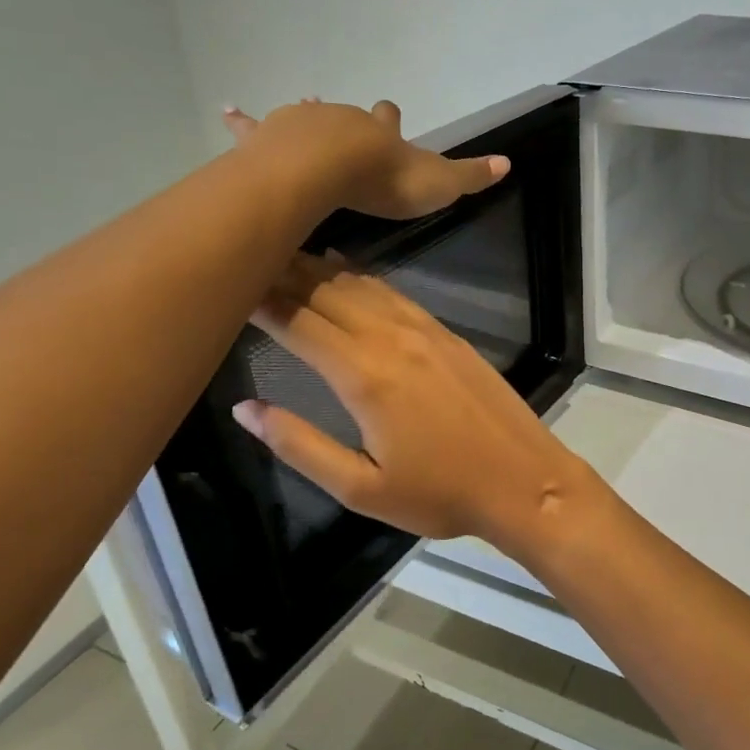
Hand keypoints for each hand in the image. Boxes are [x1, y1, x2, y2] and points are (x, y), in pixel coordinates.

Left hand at [224, 99, 507, 220]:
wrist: (328, 169)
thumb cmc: (384, 179)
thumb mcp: (437, 183)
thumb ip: (470, 176)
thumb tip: (509, 163)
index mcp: (380, 132)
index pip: (388, 119)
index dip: (390, 119)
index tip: (390, 114)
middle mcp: (343, 120)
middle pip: (347, 115)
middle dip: (348, 120)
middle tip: (344, 126)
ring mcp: (304, 124)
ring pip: (305, 116)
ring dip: (305, 117)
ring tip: (300, 112)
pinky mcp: (270, 137)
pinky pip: (252, 127)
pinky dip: (241, 120)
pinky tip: (227, 111)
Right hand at [231, 253, 600, 556]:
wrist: (524, 479)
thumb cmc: (440, 494)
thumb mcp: (360, 488)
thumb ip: (299, 445)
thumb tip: (245, 409)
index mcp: (364, 375)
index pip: (297, 321)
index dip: (259, 298)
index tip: (225, 283)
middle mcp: (391, 338)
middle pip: (325, 291)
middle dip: (282, 273)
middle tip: (243, 260)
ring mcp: (424, 330)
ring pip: (360, 285)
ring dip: (319, 268)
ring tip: (281, 255)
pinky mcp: (447, 333)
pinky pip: (394, 293)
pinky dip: (361, 277)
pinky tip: (344, 271)